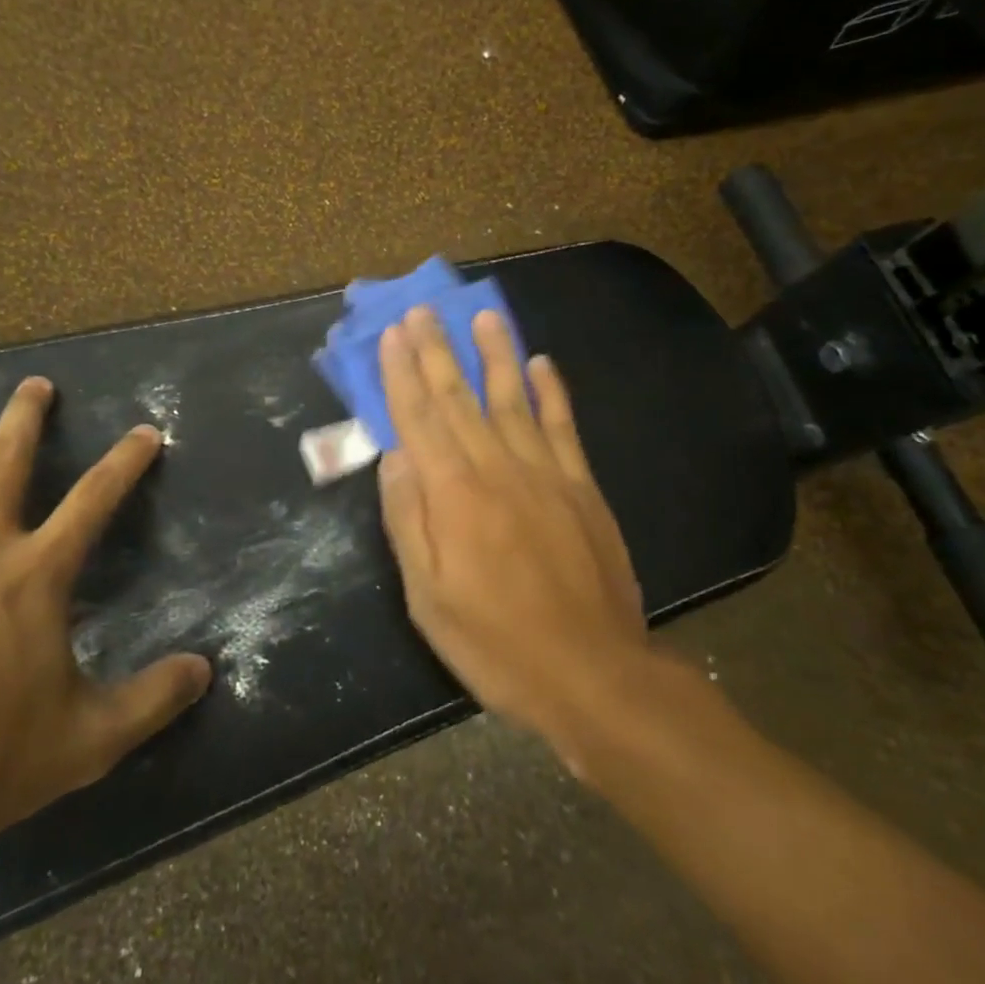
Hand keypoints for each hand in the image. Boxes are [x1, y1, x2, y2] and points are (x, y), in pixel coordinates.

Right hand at [376, 308, 652, 757]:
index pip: (419, 418)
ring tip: (483, 315)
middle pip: (459, 398)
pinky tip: (542, 364)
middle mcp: (497, 468)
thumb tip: (395, 455)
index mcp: (454, 494)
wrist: (592, 674)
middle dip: (437, 350)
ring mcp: (546, 473)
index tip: (392, 335)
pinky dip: (551, 392)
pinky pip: (563, 426)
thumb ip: (408, 519)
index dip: (402, 374)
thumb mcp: (428, 596)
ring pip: (513, 398)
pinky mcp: (582, 488)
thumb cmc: (495, 642)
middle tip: (423, 309)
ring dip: (495, 353)